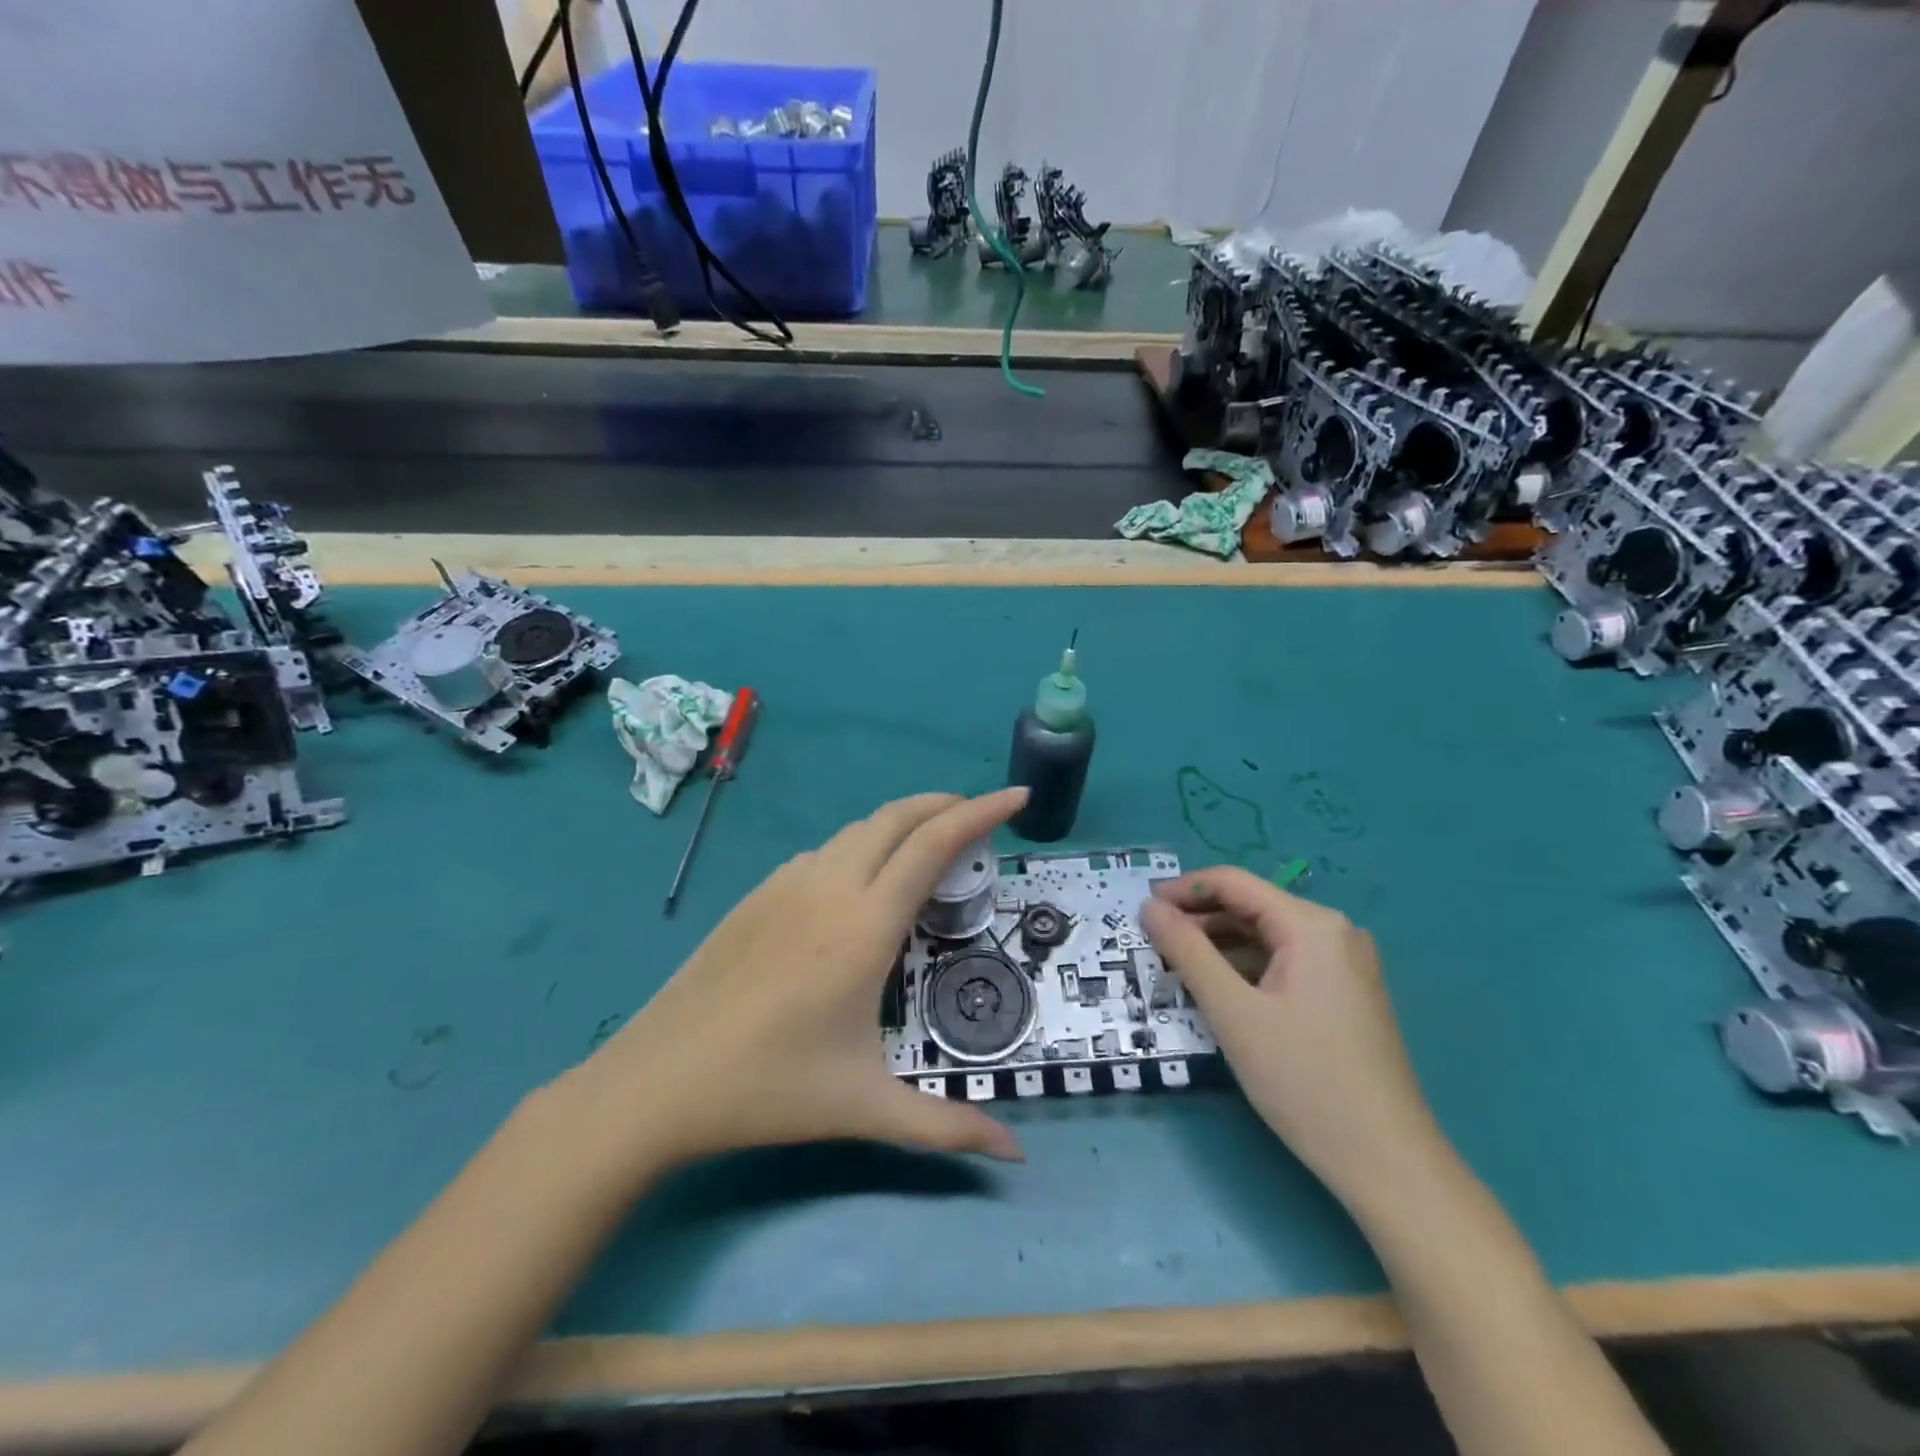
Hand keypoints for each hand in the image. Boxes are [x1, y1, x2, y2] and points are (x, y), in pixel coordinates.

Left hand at [564, 789, 1028, 1175]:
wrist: (655, 1082)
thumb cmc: (768, 1091)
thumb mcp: (865, 1109)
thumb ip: (946, 1128)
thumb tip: (1016, 1157)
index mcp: (865, 926)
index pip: (934, 844)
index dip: (981, 812)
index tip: (1017, 797)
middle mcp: (829, 887)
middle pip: (897, 817)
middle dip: (945, 804)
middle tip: (979, 816)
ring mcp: (786, 885)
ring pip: (857, 829)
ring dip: (901, 823)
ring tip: (928, 847)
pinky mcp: (757, 895)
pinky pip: (823, 852)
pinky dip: (861, 846)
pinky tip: (861, 882)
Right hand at [1139, 866, 1444, 1205]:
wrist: (1387, 1163)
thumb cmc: (1304, 1080)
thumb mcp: (1233, 1012)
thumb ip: (1187, 950)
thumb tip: (1149, 907)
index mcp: (1312, 925)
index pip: (1234, 883)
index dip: (1182, 890)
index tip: (1140, 909)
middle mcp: (1334, 932)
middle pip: (1251, 907)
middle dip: (1199, 920)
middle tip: (1152, 942)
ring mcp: (1345, 964)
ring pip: (1266, 937)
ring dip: (1219, 946)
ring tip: (1176, 966)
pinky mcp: (1346, 994)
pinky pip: (1284, 963)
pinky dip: (1246, 968)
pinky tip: (1219, 990)